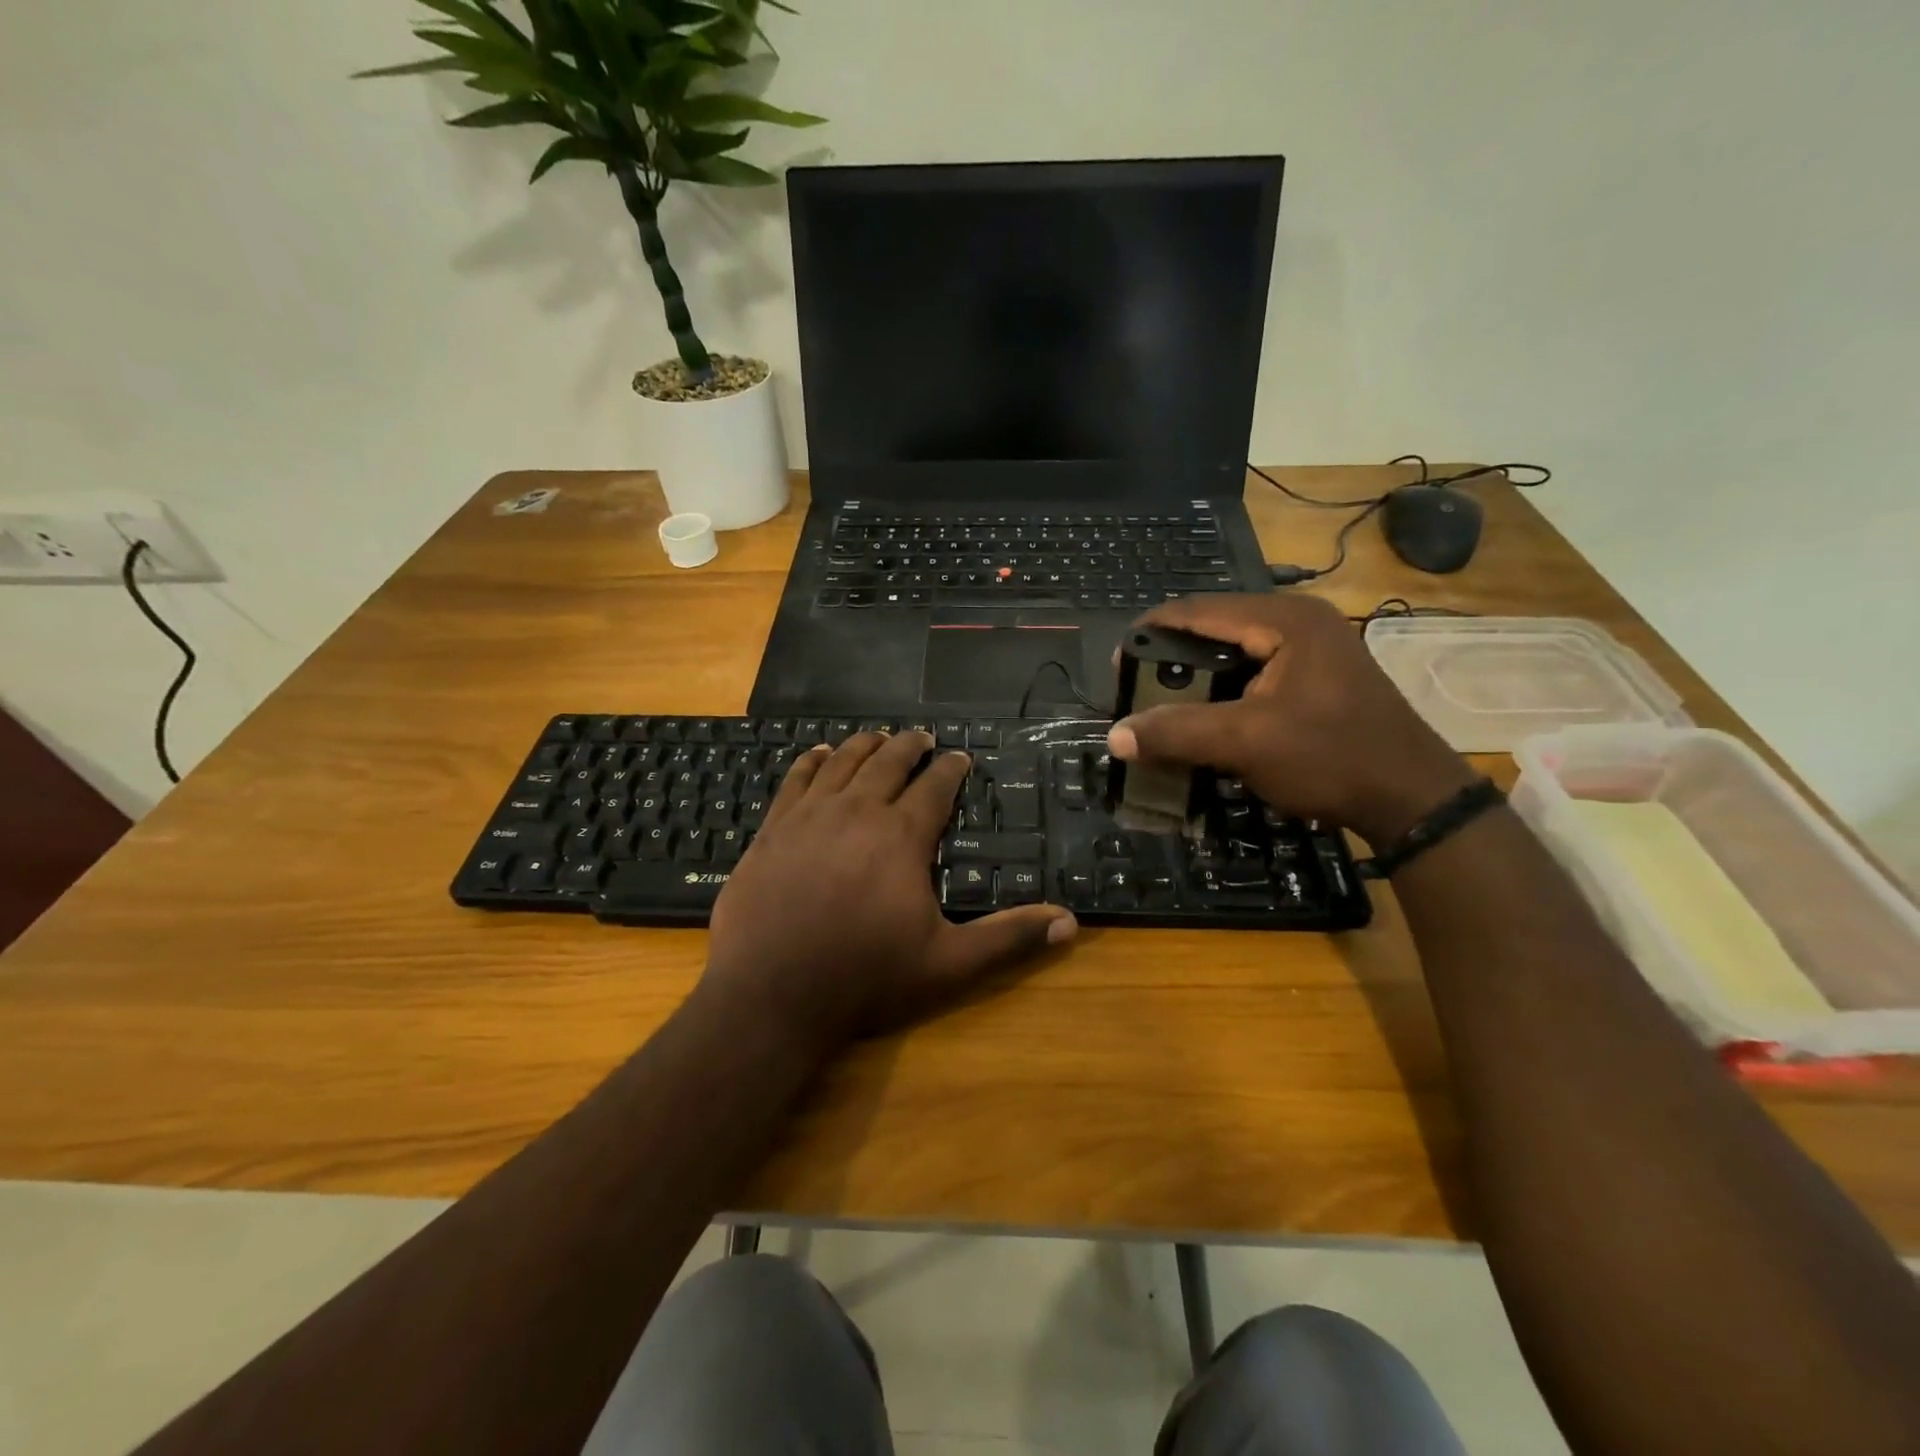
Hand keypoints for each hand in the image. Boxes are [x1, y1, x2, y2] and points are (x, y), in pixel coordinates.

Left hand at [703, 731, 1076, 1053]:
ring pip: (843, 762)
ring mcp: (809, 816)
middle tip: (923, 737)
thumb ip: (1009, 939)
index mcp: (901, 835)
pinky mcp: (772, 829)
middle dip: (910, 745)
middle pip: (888, 762)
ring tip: (879, 737)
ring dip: (865, 745)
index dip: (952, 768)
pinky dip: (812, 761)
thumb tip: (1070, 921)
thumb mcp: (948, 965)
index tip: (961, 757)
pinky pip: (796, 779)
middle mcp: (856, 811)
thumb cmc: (864, 979)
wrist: (769, 997)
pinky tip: (818, 753)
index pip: (935, 786)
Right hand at [1108, 594, 1476, 846]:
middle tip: (1137, 690)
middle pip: (1214, 629)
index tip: (1117, 663)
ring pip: (1232, 653)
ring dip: (1196, 679)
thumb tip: (1115, 735)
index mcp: (1284, 619)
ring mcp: (1312, 649)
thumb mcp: (1246, 742)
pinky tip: (1205, 719)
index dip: (1150, 632)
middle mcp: (1298, 621)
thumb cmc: (1330, 757)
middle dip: (1171, 658)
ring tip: (1162, 706)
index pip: (1198, 610)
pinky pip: (1253, 673)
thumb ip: (1177, 732)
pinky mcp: (1316, 677)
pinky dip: (1223, 692)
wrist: (1413, 799)